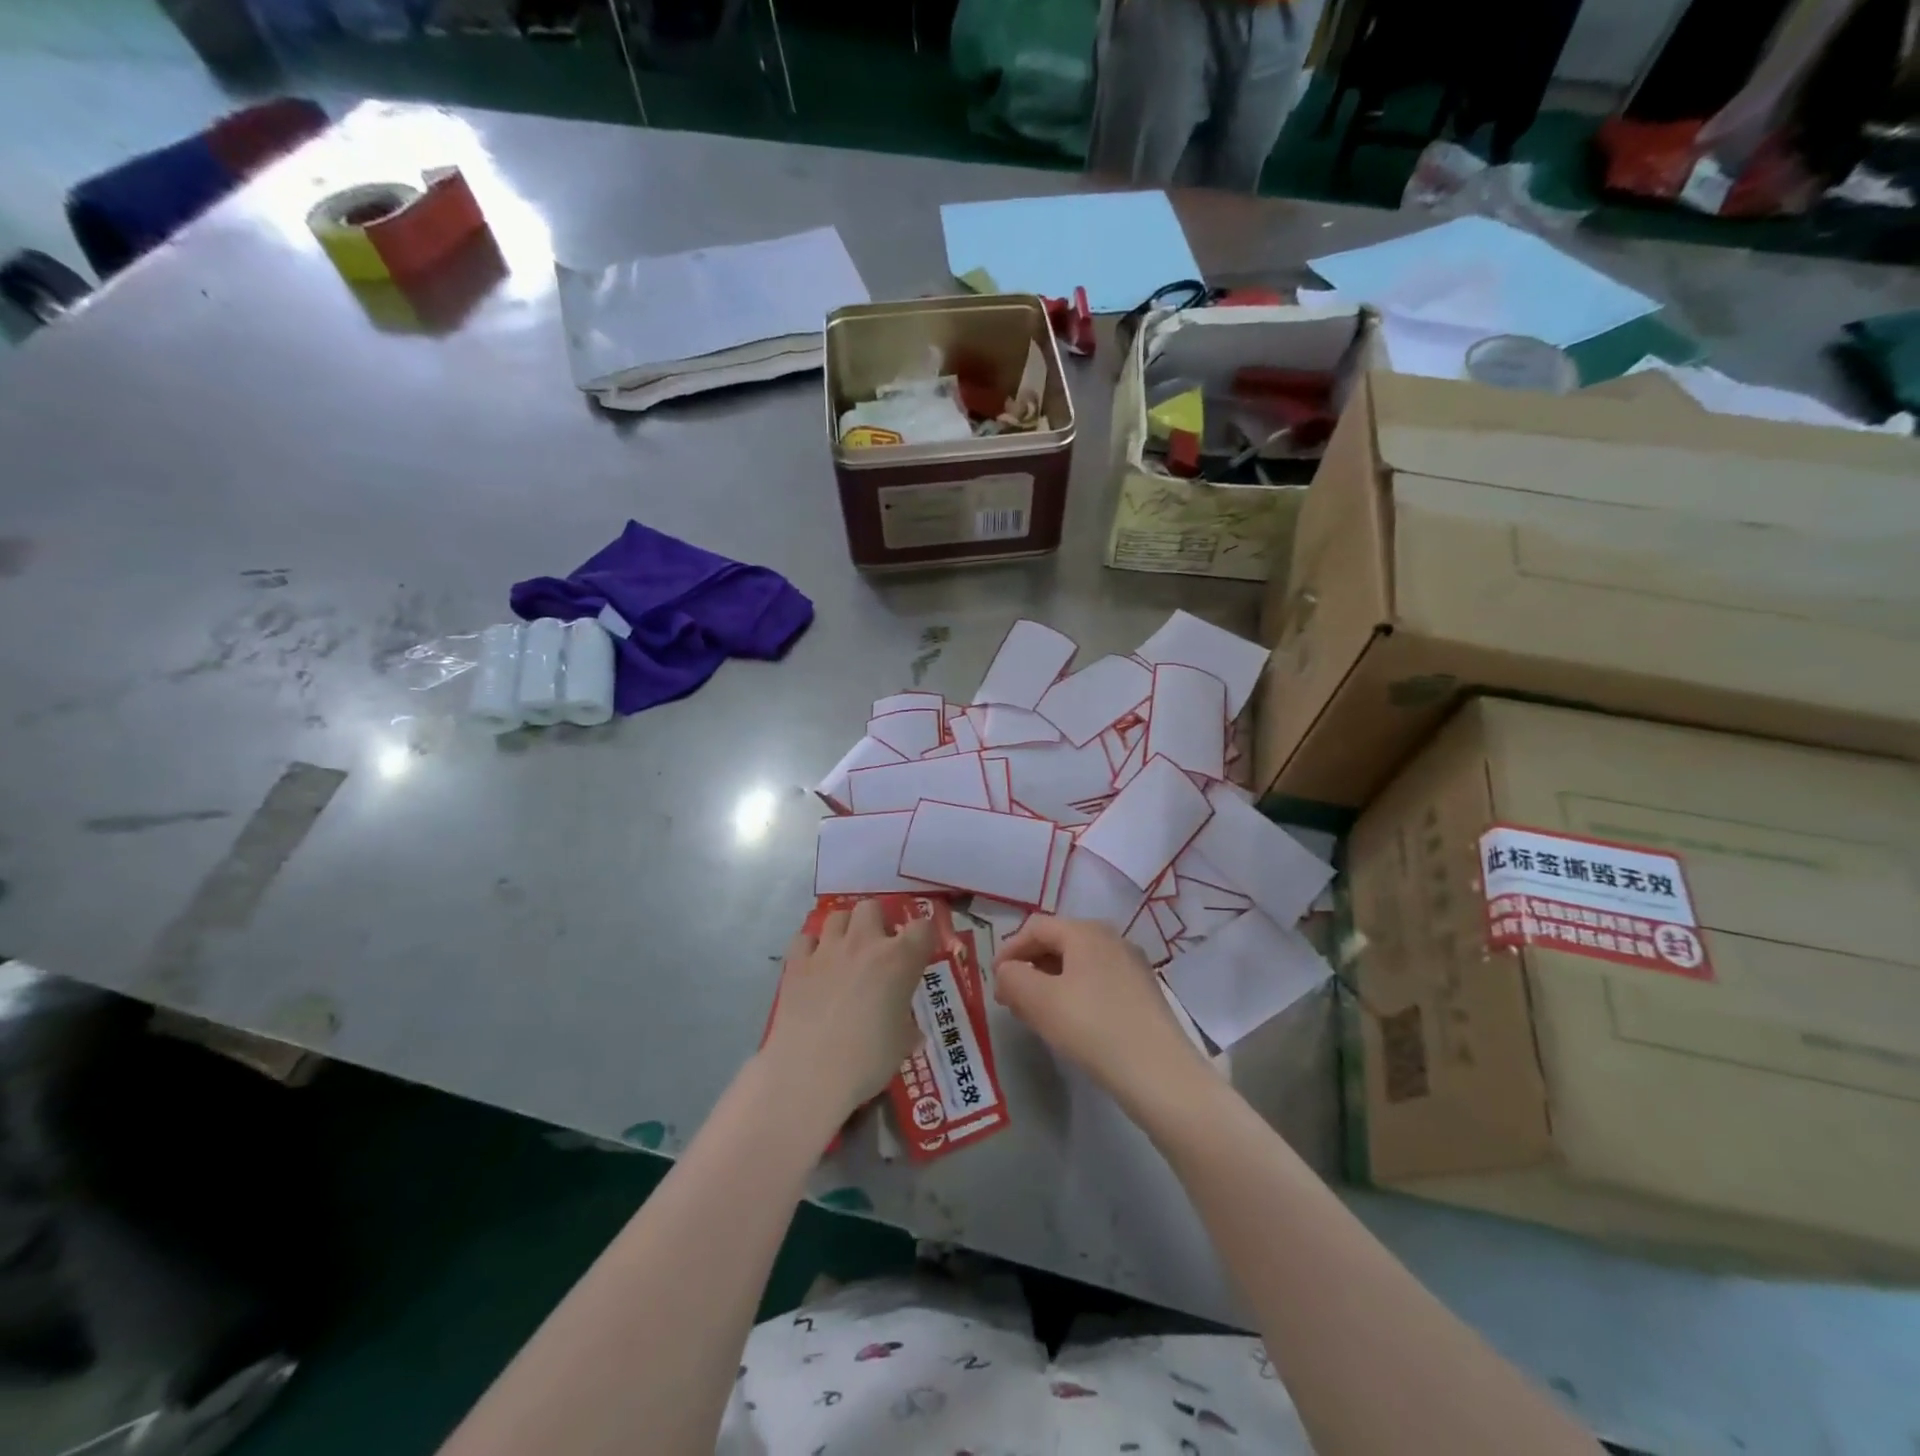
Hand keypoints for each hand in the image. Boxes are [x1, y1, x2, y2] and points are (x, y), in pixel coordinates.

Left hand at [760, 900, 935, 1126]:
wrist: (810, 1074)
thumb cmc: (868, 1060)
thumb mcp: (901, 1045)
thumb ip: (908, 1029)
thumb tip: (912, 1033)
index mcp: (899, 960)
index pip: (922, 927)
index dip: (922, 937)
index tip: (919, 952)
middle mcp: (864, 943)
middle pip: (872, 907)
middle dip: (877, 922)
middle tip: (877, 949)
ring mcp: (827, 950)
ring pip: (837, 915)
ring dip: (845, 929)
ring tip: (845, 952)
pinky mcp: (796, 963)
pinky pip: (804, 939)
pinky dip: (811, 947)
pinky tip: (814, 966)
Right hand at [994, 915, 1209, 1111]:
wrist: (1160, 1074)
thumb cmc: (1093, 1028)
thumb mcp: (1040, 1001)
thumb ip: (1013, 978)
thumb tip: (1007, 971)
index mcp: (1086, 931)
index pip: (1035, 927)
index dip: (1008, 950)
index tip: (993, 981)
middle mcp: (1111, 938)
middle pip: (1058, 942)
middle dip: (1029, 967)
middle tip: (1010, 999)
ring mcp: (1132, 966)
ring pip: (1078, 964)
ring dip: (1049, 982)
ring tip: (1035, 1014)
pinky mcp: (1143, 993)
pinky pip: (1097, 982)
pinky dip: (1074, 994)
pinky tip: (1069, 1024)